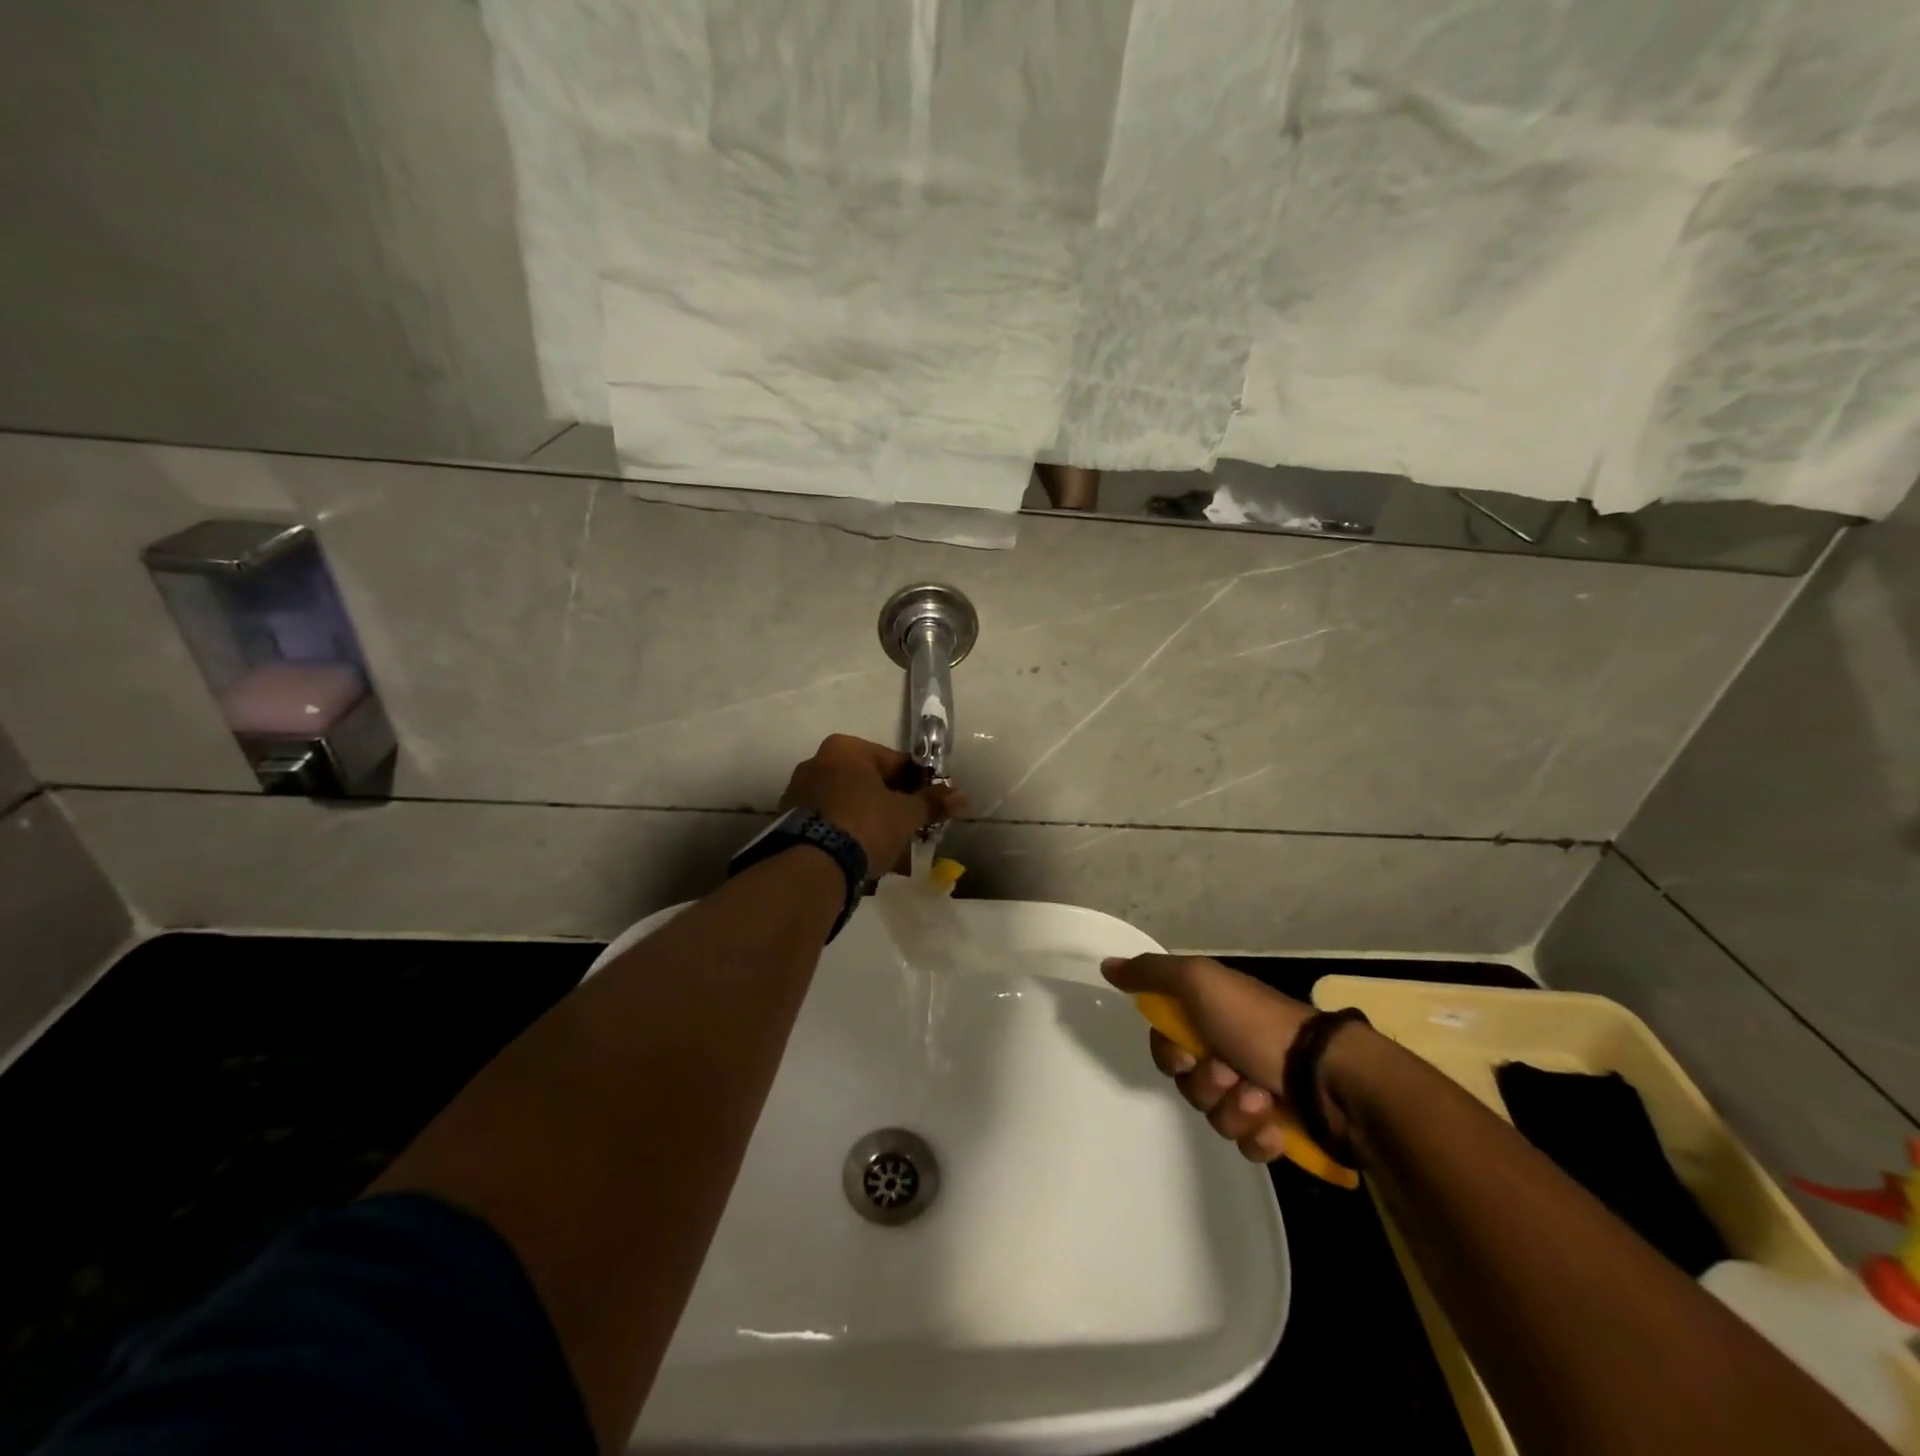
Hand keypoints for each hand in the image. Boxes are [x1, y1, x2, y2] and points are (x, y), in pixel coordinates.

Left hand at [779, 735, 962, 874]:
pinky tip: (861, 853)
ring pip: (848, 802)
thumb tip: (963, 797)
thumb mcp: (905, 814)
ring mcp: (799, 791)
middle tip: (911, 827)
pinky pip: (830, 820)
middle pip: (868, 781)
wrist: (812, 866)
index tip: (930, 804)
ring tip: (887, 846)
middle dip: (891, 803)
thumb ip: (932, 803)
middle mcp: (817, 761)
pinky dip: (847, 832)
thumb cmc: (864, 825)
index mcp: (846, 748)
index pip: (895, 761)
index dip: (918, 783)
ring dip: (869, 819)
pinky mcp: (788, 820)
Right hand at [1101, 954, 1318, 1162]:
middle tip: (1231, 1073)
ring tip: (1262, 1098)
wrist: (1328, 1074)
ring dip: (1235, 1110)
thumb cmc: (1257, 1023)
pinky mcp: (1279, 1130)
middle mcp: (1229, 1051)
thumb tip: (1107, 965)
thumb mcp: (1199, 982)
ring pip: (1215, 1117)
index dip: (1170, 1054)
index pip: (1166, 1045)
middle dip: (1206, 1084)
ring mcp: (1256, 1092)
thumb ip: (1152, 974)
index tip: (1187, 1052)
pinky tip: (1276, 1126)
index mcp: (1211, 1017)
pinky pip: (1247, 1146)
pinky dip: (1258, 1137)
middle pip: (1188, 1084)